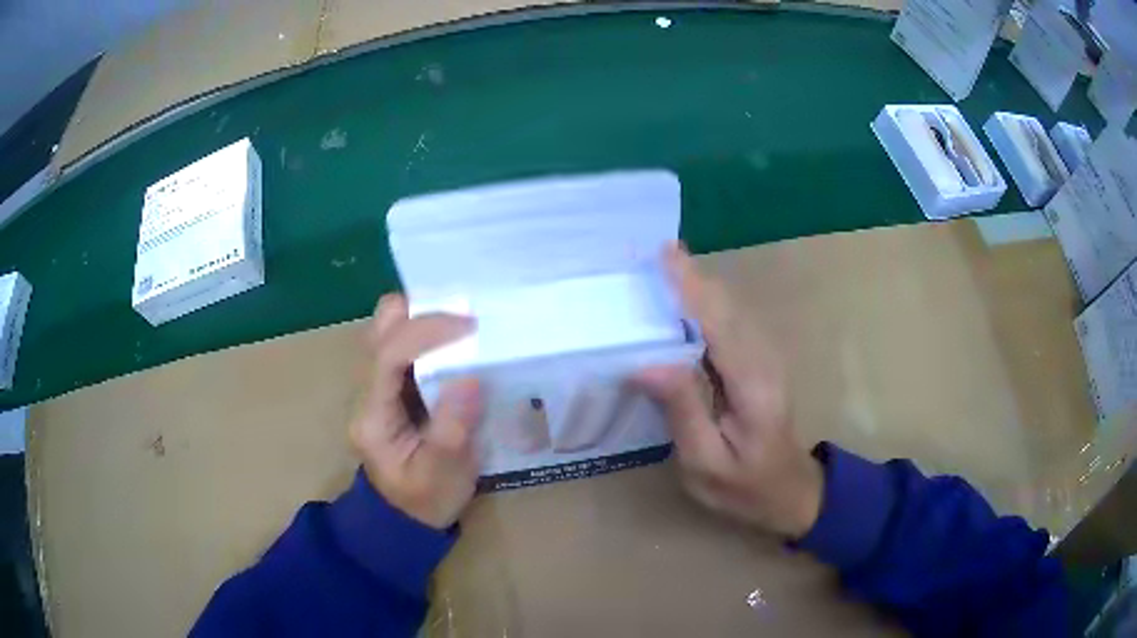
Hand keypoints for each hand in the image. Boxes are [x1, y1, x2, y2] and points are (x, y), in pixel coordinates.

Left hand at [348, 294, 482, 529]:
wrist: (405, 518)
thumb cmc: (424, 502)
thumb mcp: (444, 475)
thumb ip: (453, 429)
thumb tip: (471, 378)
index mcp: (373, 416)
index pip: (388, 355)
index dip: (426, 332)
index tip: (471, 326)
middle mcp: (366, 392)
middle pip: (379, 330)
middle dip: (419, 314)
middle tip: (464, 322)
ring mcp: (376, 387)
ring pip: (389, 331)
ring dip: (424, 321)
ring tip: (464, 330)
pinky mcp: (391, 387)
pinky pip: (404, 344)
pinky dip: (428, 335)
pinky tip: (456, 346)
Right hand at [636, 246, 823, 539]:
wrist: (789, 490)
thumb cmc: (744, 486)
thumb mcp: (706, 463)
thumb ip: (683, 412)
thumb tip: (648, 364)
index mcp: (752, 384)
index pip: (718, 323)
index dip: (690, 287)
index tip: (664, 254)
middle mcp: (763, 359)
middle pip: (725, 306)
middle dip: (689, 277)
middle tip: (647, 254)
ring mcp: (764, 358)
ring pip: (728, 308)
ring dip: (695, 286)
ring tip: (657, 268)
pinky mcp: (758, 361)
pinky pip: (728, 321)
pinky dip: (703, 303)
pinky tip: (679, 300)